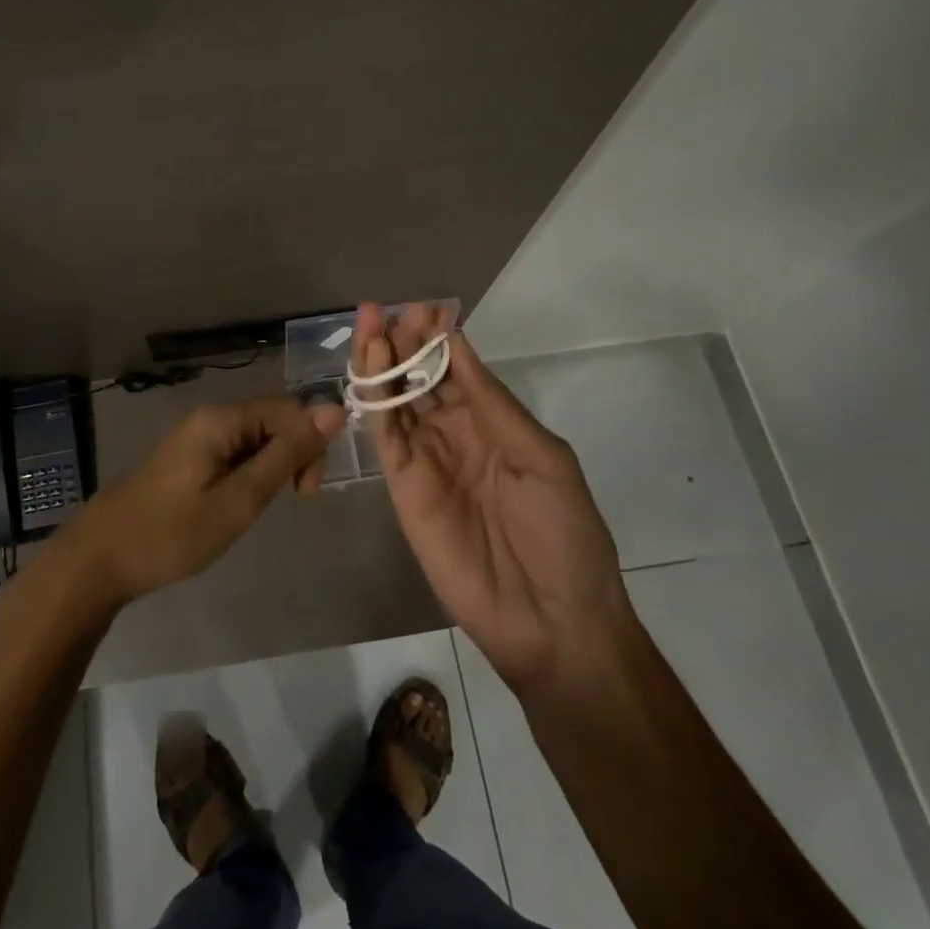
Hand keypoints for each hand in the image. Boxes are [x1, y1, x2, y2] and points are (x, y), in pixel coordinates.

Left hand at [68, 396, 345, 605]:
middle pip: (274, 420)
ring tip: (258, 509)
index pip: (290, 409)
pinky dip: (249, 475)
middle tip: (290, 502)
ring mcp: (196, 436)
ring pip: (256, 439)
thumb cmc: (172, 533)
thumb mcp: (239, 499)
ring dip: (272, 469)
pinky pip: (235, 453)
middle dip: (293, 456)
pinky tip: (238, 505)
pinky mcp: (189, 457)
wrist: (100, 558)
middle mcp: (210, 417)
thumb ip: (286, 455)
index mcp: (222, 418)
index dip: (310, 444)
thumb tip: (333, 411)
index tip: (305, 492)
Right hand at [353, 302, 629, 693]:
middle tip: (387, 309)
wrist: (550, 620)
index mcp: (494, 424)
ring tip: (369, 324)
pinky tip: (367, 371)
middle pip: (420, 379)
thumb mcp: (542, 458)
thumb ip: (492, 403)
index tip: (424, 308)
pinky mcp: (401, 488)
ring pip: (396, 401)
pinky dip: (373, 402)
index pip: (458, 369)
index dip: (439, 339)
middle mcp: (455, 435)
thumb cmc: (563, 534)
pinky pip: (384, 437)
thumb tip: (459, 344)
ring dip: (382, 363)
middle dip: (404, 343)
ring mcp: (425, 460)